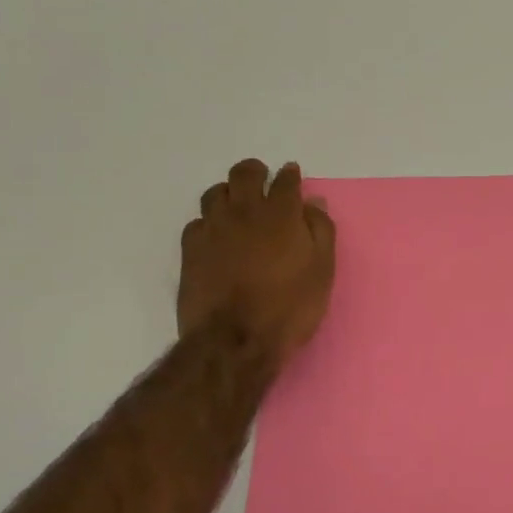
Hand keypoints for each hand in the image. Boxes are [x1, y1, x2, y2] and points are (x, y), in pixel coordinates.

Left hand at [178, 159, 335, 370]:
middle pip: (245, 174)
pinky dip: (209, 222)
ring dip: (229, 193)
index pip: (286, 181)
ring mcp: (213, 228)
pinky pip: (197, 222)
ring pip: (215, 193)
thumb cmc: (289, 307)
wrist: (235, 340)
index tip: (292, 175)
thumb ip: (320, 230)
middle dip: (255, 172)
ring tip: (237, 207)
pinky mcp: (190, 249)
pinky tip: (216, 236)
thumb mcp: (322, 271)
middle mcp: (245, 211)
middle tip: (262, 181)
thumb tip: (313, 202)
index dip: (290, 175)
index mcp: (281, 214)